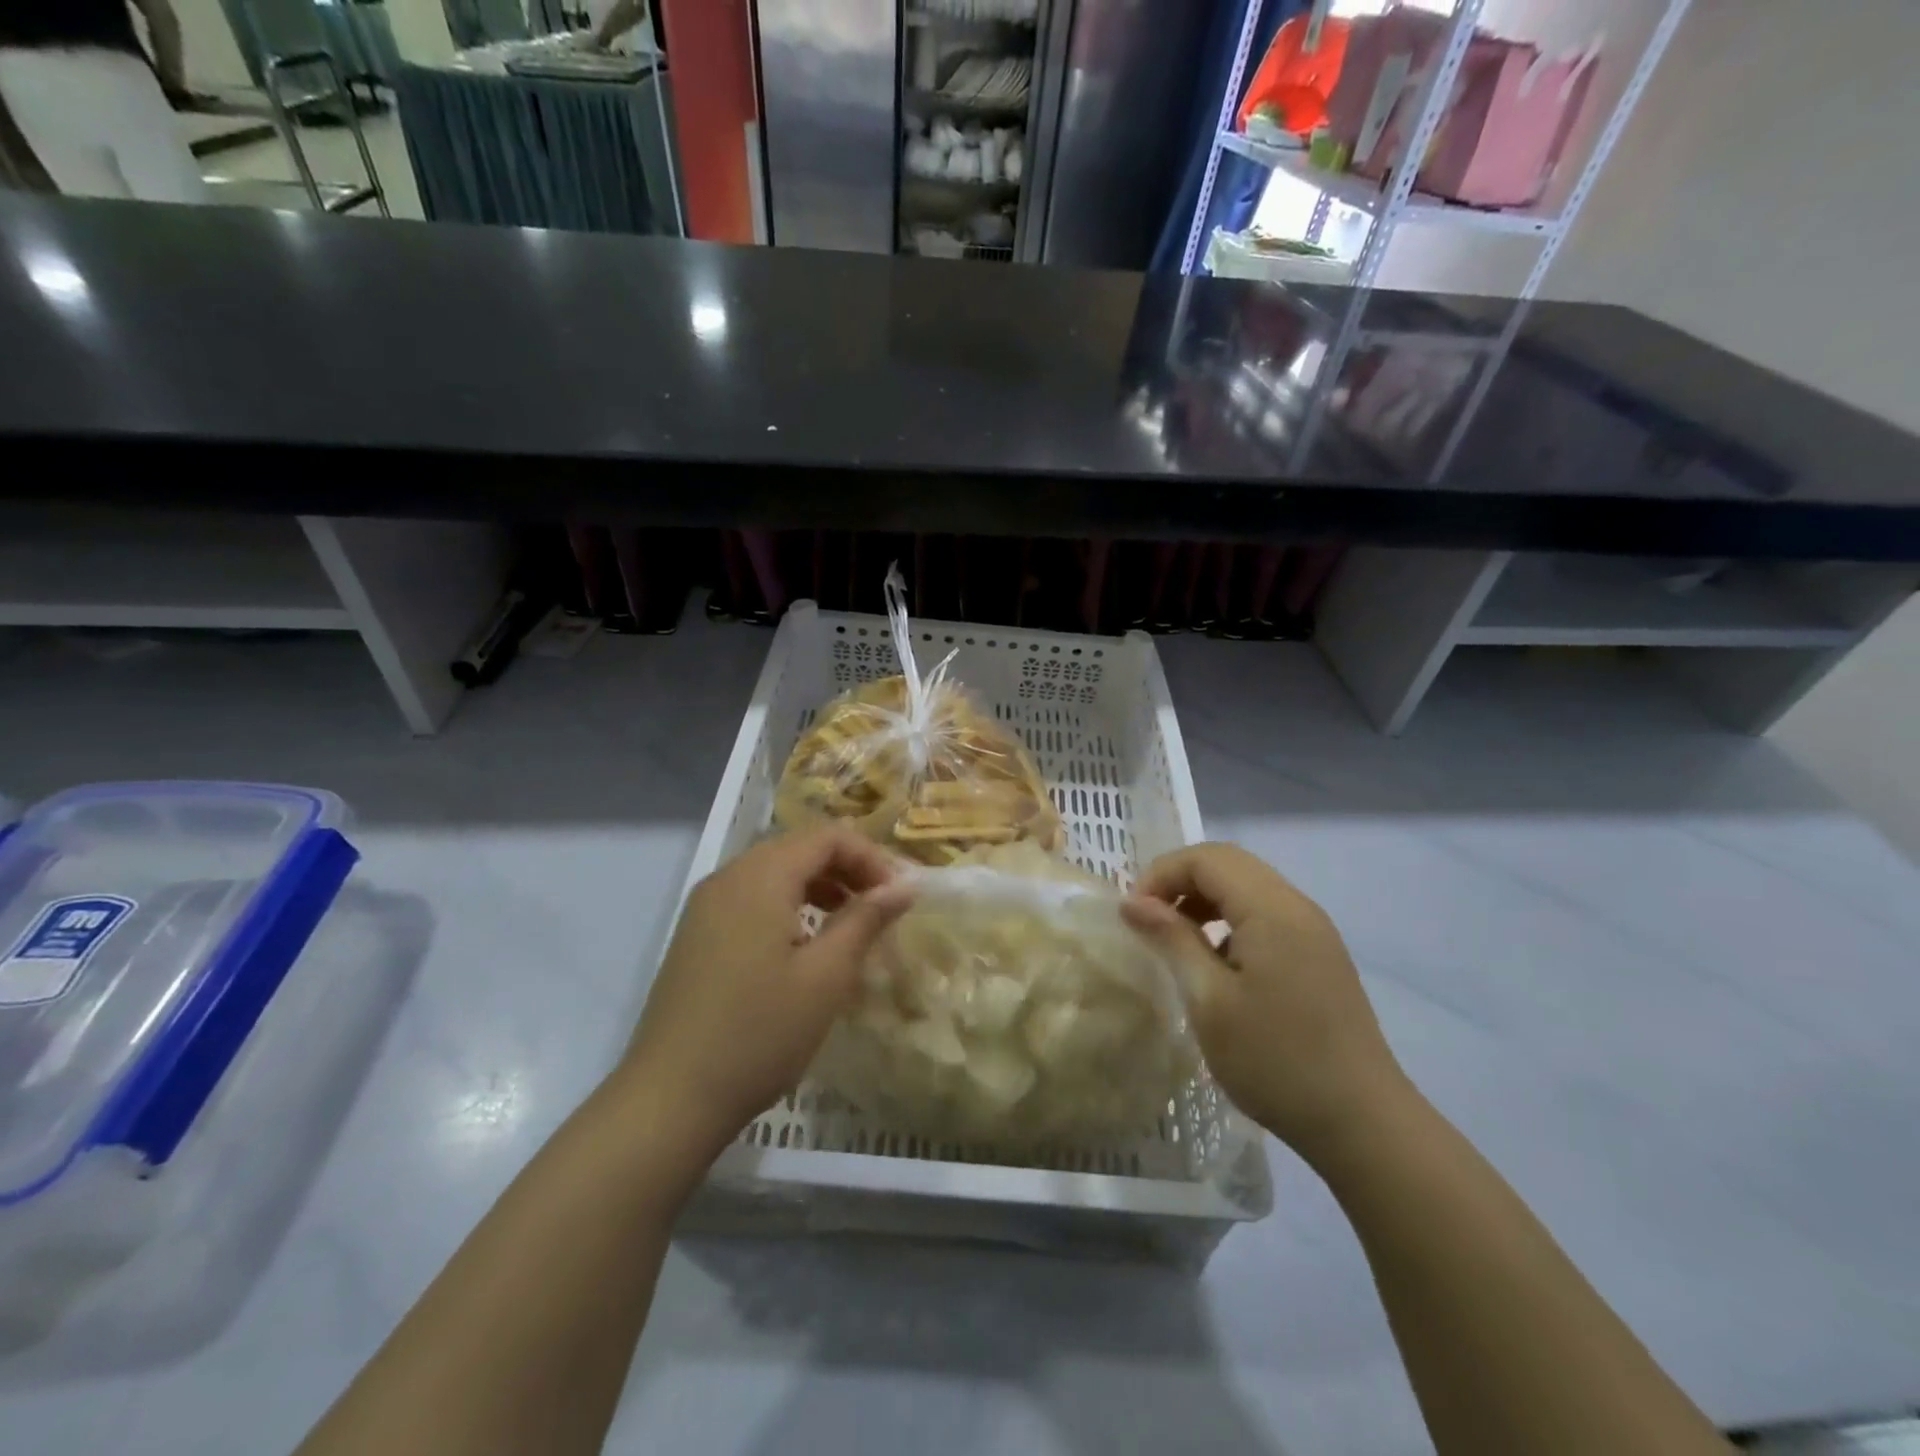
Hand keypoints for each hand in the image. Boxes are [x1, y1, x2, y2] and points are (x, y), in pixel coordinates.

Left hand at [621, 829, 912, 1158]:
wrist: (669, 1100)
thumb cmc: (759, 1033)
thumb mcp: (826, 976)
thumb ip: (866, 920)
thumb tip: (905, 885)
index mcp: (760, 876)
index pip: (827, 836)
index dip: (870, 857)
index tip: (898, 897)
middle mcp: (728, 877)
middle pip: (799, 848)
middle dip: (847, 869)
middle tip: (880, 909)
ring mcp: (706, 906)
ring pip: (775, 872)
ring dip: (820, 887)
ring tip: (849, 926)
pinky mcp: (696, 934)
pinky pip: (752, 898)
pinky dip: (789, 905)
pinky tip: (804, 947)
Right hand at [1121, 843, 1412, 1163]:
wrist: (1363, 1124)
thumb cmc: (1276, 1061)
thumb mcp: (1210, 1001)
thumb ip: (1172, 940)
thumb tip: (1133, 902)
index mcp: (1272, 910)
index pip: (1206, 858)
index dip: (1161, 874)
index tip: (1133, 915)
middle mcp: (1297, 906)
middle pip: (1229, 863)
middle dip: (1180, 881)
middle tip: (1149, 921)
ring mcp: (1314, 930)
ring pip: (1248, 886)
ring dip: (1205, 898)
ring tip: (1176, 939)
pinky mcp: (1320, 954)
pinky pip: (1267, 913)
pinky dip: (1230, 919)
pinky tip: (1217, 963)